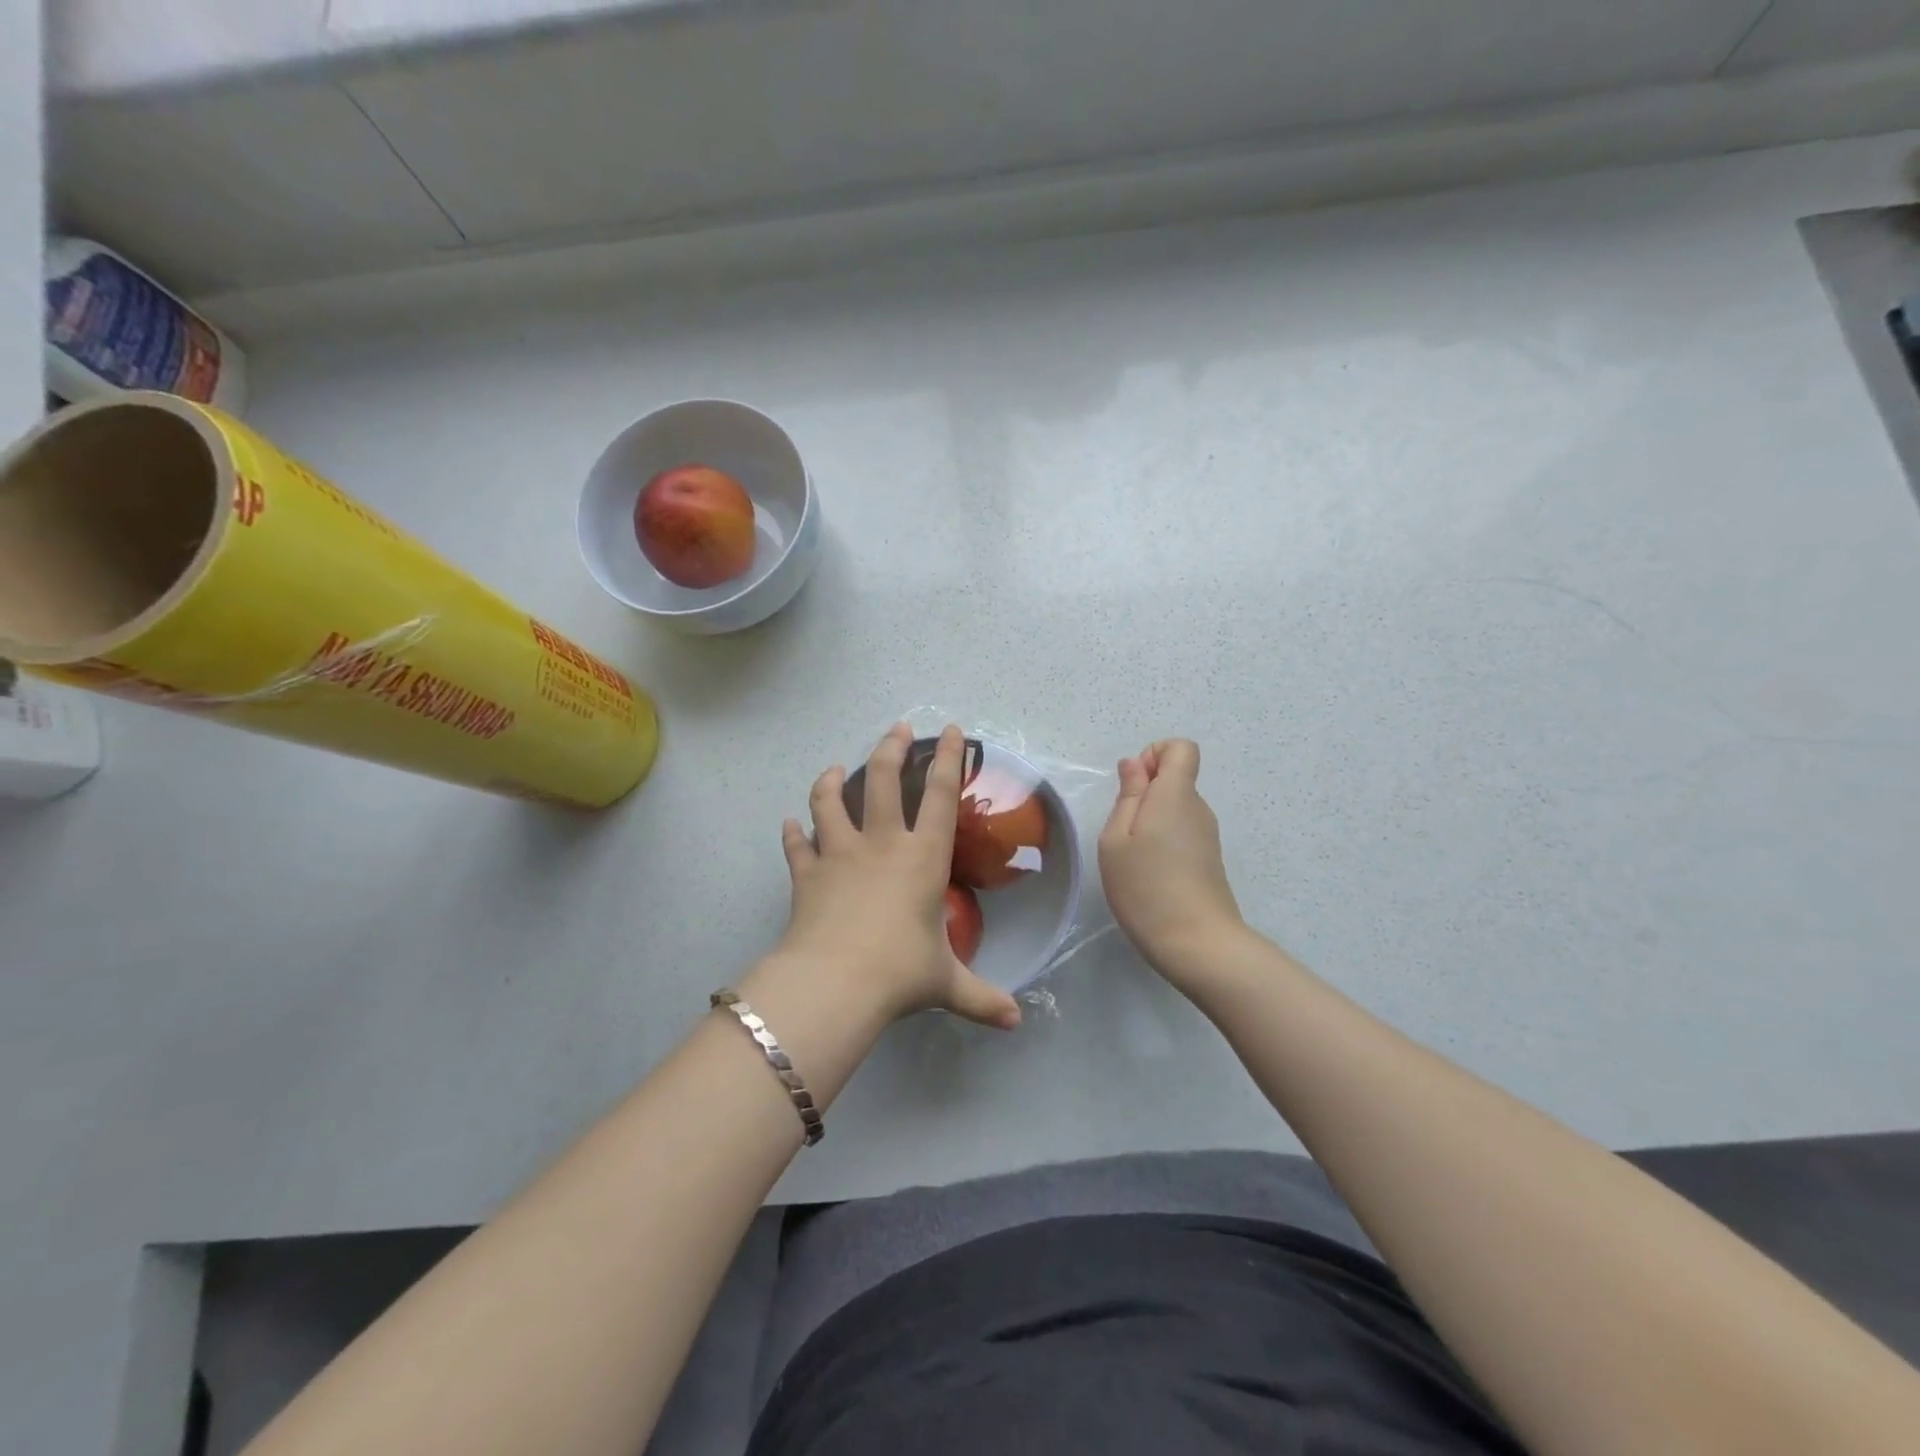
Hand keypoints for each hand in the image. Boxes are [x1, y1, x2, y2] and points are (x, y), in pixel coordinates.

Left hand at [771, 724, 1022, 1030]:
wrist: (834, 983)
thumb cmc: (899, 973)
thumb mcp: (946, 984)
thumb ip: (981, 997)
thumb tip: (1015, 1021)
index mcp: (922, 858)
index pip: (941, 796)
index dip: (949, 759)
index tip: (952, 731)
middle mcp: (881, 844)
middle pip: (884, 780)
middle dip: (892, 748)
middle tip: (897, 729)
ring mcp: (839, 854)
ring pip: (831, 801)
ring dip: (831, 780)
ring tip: (834, 769)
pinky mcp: (806, 873)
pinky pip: (796, 845)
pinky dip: (793, 833)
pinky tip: (790, 825)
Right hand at [1099, 739, 1245, 982]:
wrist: (1196, 943)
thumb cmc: (1145, 887)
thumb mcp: (1116, 839)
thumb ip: (1128, 795)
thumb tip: (1134, 764)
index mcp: (1176, 794)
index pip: (1181, 748)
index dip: (1153, 755)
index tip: (1132, 787)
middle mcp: (1198, 807)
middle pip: (1175, 778)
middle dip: (1144, 793)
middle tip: (1122, 832)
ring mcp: (1207, 834)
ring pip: (1176, 807)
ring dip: (1150, 820)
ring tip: (1133, 857)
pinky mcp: (1208, 858)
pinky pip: (1182, 831)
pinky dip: (1162, 840)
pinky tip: (1150, 873)